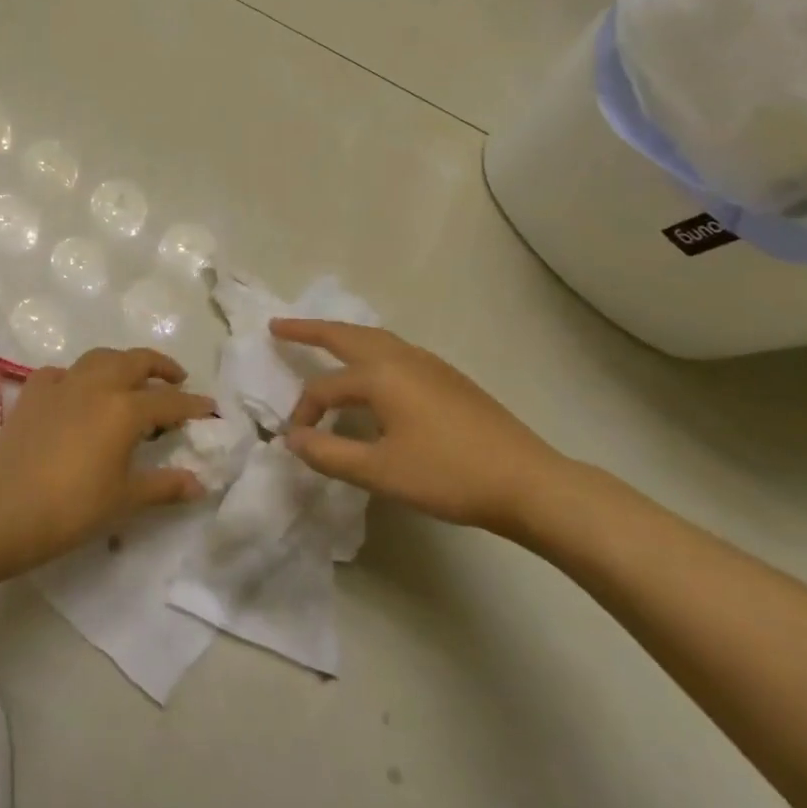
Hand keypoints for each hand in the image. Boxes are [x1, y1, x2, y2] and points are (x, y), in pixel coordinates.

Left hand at [0, 347, 215, 573]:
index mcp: (123, 409)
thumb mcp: (124, 500)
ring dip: (122, 363)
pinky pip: (61, 373)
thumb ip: (164, 486)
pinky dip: (78, 376)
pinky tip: (78, 392)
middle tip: (176, 380)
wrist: (3, 513)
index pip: (168, 401)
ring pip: (99, 358)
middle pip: (135, 361)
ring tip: (132, 379)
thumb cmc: (71, 509)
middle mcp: (95, 385)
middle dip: (161, 367)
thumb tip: (199, 483)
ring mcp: (61, 384)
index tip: (211, 409)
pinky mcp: (32, 394)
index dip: (193, 405)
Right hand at [271, 319, 569, 535]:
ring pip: (374, 338)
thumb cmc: (448, 475)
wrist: (527, 481)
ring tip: (320, 340)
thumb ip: (329, 454)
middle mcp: (402, 358)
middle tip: (278, 325)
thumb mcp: (380, 471)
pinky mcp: (447, 377)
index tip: (297, 441)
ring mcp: (428, 364)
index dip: (305, 413)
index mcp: (381, 375)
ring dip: (341, 336)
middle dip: (310, 329)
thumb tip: (292, 438)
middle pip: (346, 334)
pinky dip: (367, 350)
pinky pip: (394, 350)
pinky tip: (371, 373)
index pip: (325, 388)